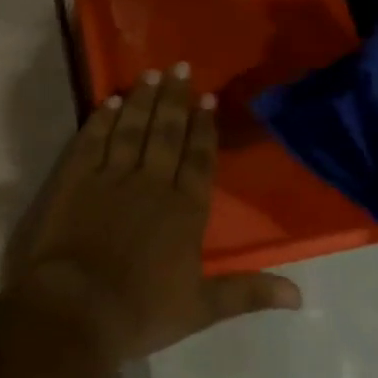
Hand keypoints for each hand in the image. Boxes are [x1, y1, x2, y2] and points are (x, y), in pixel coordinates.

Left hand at [6, 66, 301, 361]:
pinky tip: (111, 101)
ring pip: (132, 129)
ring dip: (143, 100)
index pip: (199, 159)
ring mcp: (111, 177)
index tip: (207, 98)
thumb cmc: (141, 311)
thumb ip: (248, 292)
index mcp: (184, 210)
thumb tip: (300, 296)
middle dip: (175, 99)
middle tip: (180, 66)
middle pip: (166, 133)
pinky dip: (103, 119)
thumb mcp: (201, 308)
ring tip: (151, 73)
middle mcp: (151, 183)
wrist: (76, 309)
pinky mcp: (77, 179)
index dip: (204, 128)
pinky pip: (93, 140)